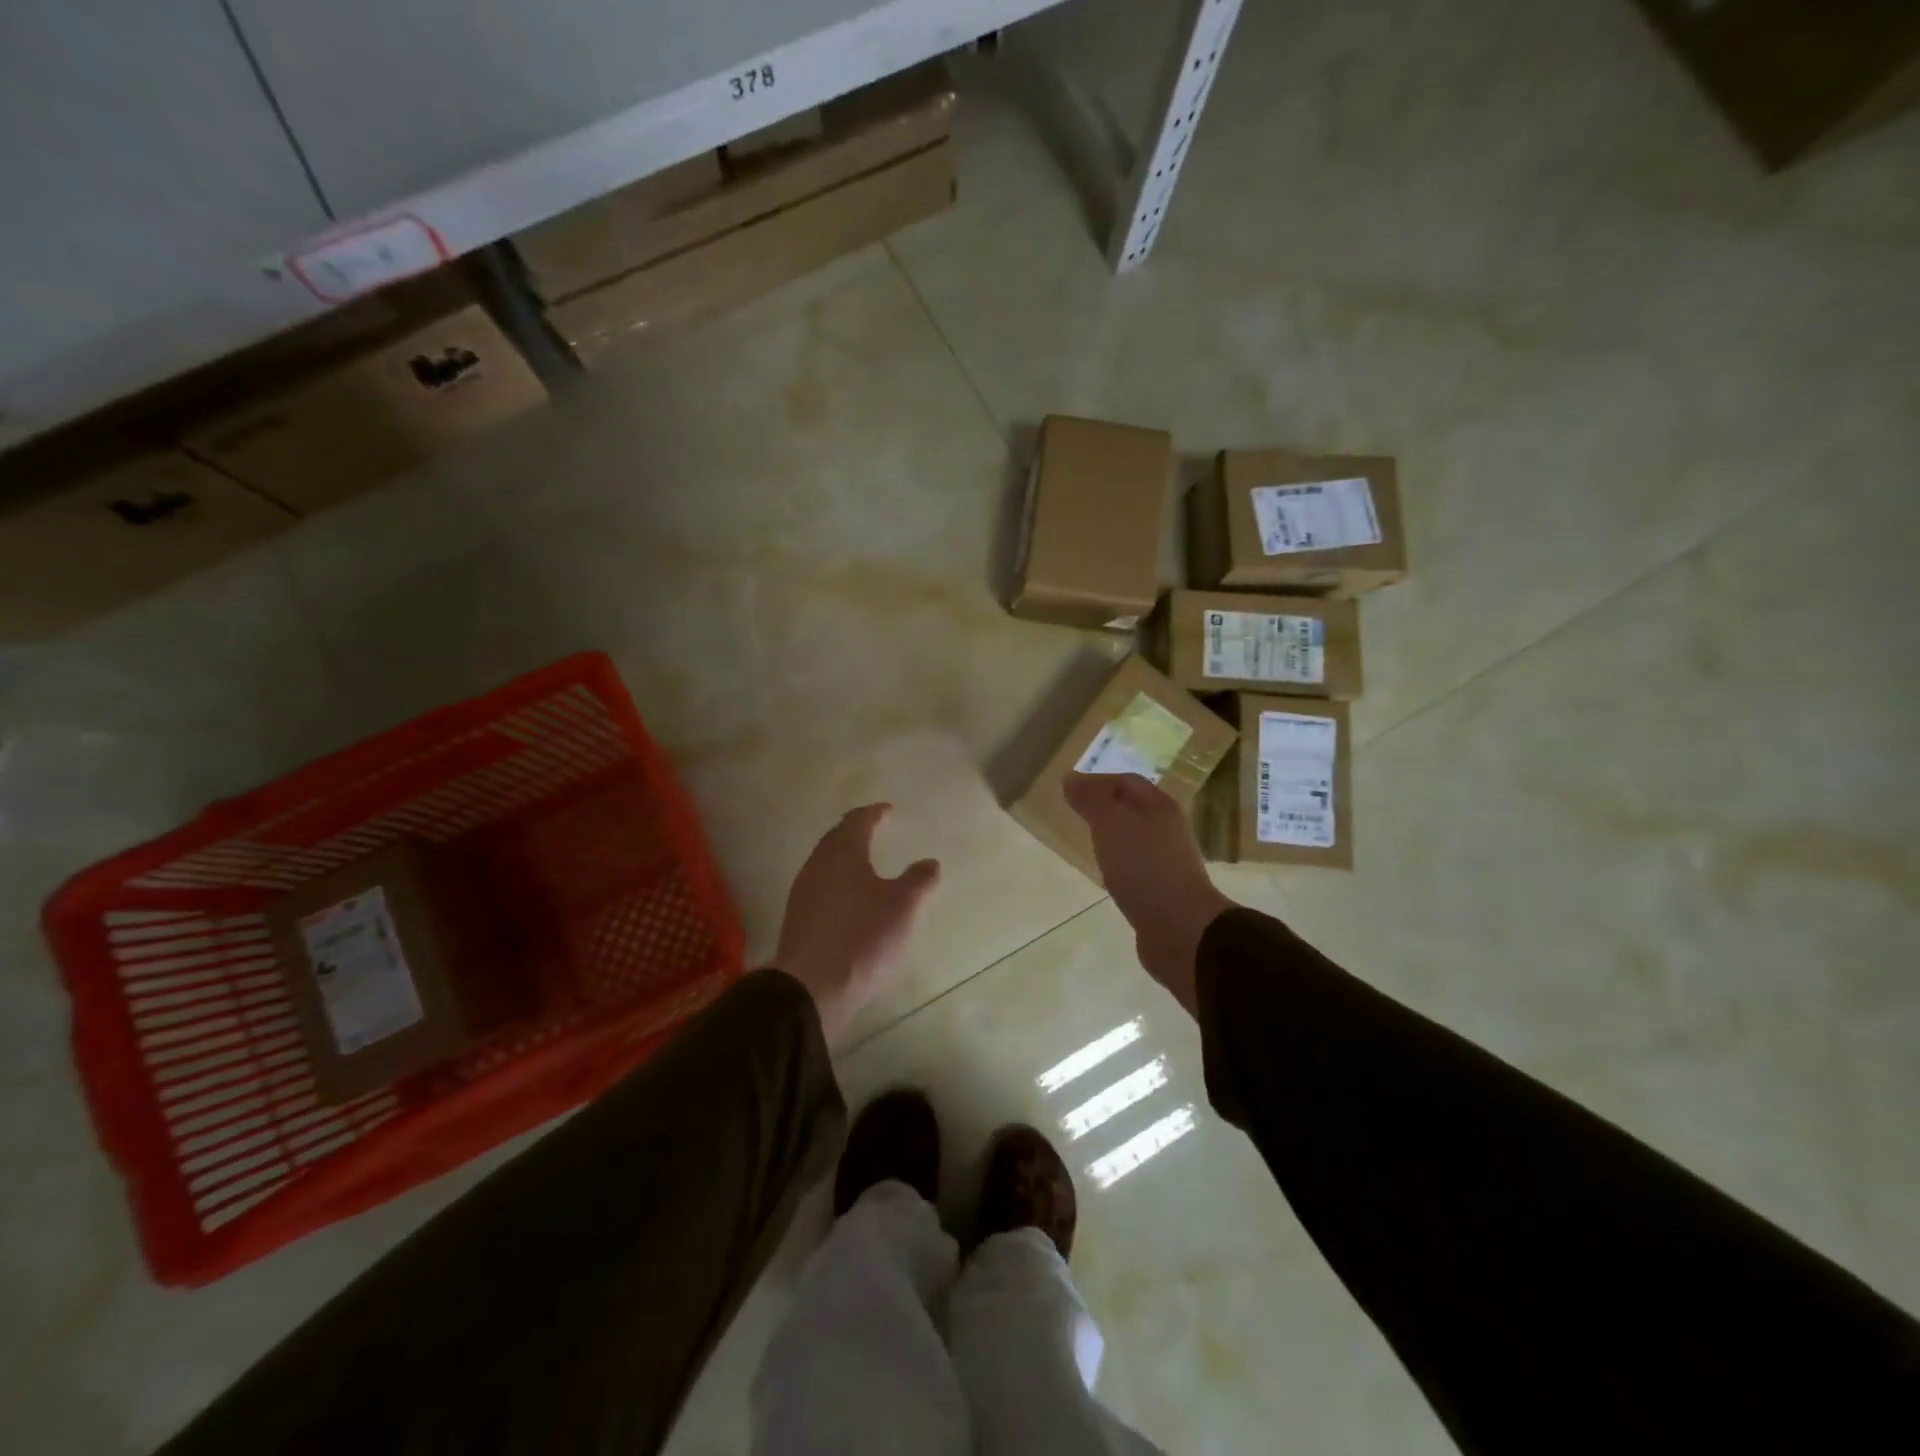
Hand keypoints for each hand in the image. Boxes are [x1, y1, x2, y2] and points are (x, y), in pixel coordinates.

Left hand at [773, 804, 940, 1046]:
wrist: (810, 987)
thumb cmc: (861, 937)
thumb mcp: (902, 907)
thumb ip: (918, 881)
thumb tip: (929, 862)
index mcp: (842, 853)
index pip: (857, 821)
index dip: (874, 814)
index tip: (887, 811)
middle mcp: (818, 865)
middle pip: (836, 839)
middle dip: (856, 831)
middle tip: (874, 829)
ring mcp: (803, 893)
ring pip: (826, 863)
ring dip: (845, 857)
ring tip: (865, 862)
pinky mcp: (799, 919)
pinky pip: (821, 887)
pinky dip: (838, 882)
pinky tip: (850, 898)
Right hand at [1065, 773, 1234, 1015]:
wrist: (1179, 927)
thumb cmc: (1143, 866)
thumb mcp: (1110, 823)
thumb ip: (1091, 799)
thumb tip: (1071, 778)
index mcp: (1159, 806)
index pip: (1126, 781)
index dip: (1098, 781)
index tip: (1070, 791)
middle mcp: (1167, 829)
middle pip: (1133, 809)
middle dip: (1105, 808)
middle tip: (1076, 814)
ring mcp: (1167, 861)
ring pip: (1135, 838)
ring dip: (1112, 836)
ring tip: (1087, 841)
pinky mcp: (1162, 890)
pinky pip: (1136, 867)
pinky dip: (1118, 864)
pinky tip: (1106, 874)